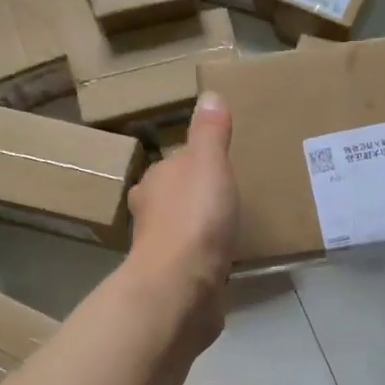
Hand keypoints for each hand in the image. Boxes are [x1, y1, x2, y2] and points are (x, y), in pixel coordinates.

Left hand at [126, 92, 238, 346]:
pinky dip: (208, 256)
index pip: (177, 161)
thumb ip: (210, 132)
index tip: (223, 162)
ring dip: (201, 225)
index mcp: (157, 180)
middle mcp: (151, 212)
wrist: (181, 288)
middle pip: (176, 194)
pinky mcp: (178, 279)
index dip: (198, 160)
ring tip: (233, 223)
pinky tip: (228, 258)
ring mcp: (163, 248)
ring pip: (184, 227)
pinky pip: (196, 259)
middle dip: (196, 193)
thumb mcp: (208, 164)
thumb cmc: (194, 218)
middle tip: (231, 192)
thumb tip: (209, 95)